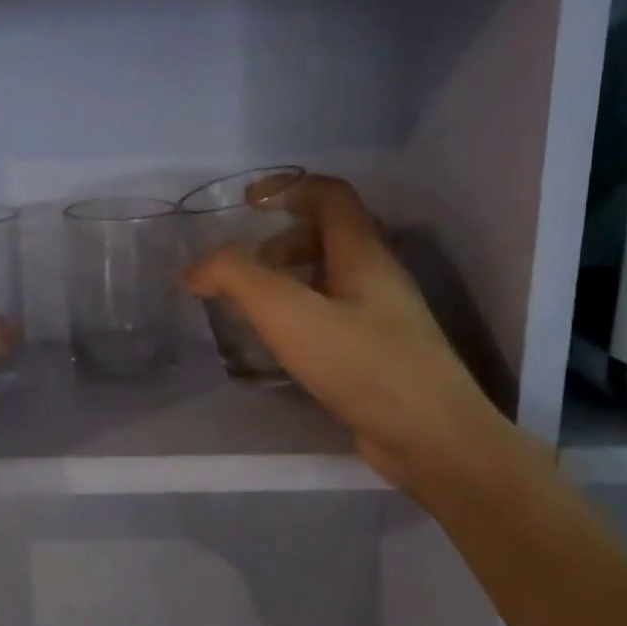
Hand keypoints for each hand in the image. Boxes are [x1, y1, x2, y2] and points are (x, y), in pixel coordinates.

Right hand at [184, 174, 508, 492]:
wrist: (431, 438)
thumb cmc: (362, 364)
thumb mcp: (288, 313)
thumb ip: (237, 278)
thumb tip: (195, 268)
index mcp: (363, 253)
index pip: (329, 194)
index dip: (287, 187)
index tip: (247, 205)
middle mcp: (377, 276)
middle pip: (328, 234)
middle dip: (280, 242)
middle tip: (246, 270)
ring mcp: (382, 316)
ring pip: (330, 277)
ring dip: (288, 280)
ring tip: (254, 309)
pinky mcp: (378, 353)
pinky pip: (333, 314)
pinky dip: (300, 315)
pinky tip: (280, 345)